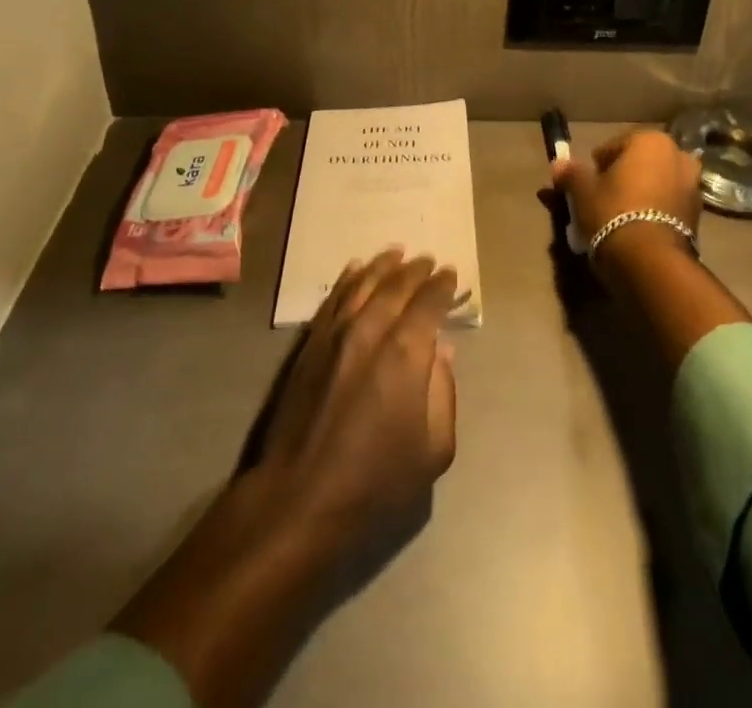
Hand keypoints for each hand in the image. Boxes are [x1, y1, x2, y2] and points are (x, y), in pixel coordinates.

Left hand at [256, 250, 459, 579]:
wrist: (300, 497)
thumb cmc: (375, 481)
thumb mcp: (433, 451)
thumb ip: (444, 393)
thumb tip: (442, 352)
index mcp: (406, 352)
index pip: (429, 303)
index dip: (443, 286)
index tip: (451, 275)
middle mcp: (371, 329)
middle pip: (397, 285)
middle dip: (416, 270)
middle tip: (428, 260)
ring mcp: (336, 332)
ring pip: (363, 283)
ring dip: (383, 265)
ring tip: (397, 253)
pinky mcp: (310, 343)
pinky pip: (334, 297)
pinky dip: (348, 279)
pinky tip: (355, 269)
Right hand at [552, 129, 703, 263]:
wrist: (650, 262)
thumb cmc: (613, 212)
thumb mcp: (582, 191)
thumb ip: (571, 173)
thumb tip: (559, 164)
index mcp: (651, 140)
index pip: (614, 146)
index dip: (597, 165)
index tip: (587, 184)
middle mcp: (678, 156)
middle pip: (640, 163)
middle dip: (623, 177)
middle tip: (602, 199)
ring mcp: (693, 186)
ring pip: (656, 184)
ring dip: (641, 194)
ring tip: (619, 217)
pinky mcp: (698, 215)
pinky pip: (668, 205)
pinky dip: (654, 211)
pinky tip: (637, 229)